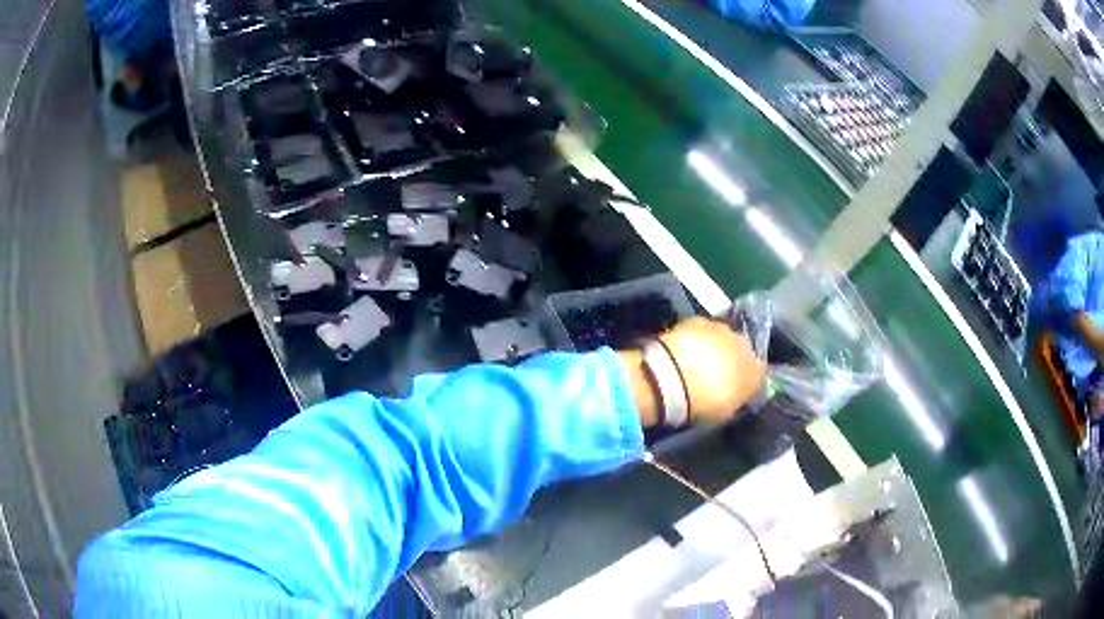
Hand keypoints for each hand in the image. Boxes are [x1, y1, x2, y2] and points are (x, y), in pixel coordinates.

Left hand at [657, 317, 765, 424]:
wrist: (674, 379)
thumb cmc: (703, 405)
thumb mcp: (724, 413)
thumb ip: (734, 401)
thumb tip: (733, 397)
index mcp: (756, 374)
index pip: (758, 377)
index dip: (745, 384)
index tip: (733, 391)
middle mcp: (746, 347)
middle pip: (742, 352)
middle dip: (731, 361)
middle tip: (713, 375)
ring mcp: (724, 330)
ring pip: (724, 338)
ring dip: (714, 347)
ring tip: (696, 361)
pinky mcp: (700, 320)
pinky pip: (702, 330)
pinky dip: (695, 338)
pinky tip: (683, 349)